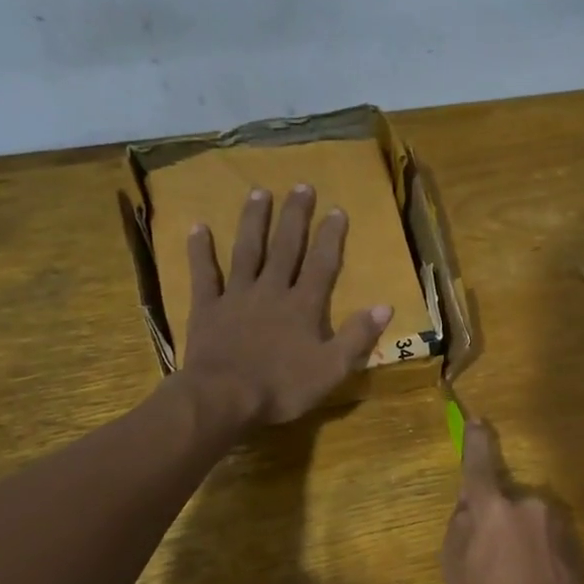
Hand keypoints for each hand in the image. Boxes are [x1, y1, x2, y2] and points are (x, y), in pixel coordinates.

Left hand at [178, 185, 392, 426]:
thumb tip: (385, 305)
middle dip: (295, 217)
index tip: (337, 210)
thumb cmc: (282, 388)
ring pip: (247, 251)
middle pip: (285, 248)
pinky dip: (200, 250)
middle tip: (301, 186)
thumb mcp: (332, 369)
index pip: (322, 265)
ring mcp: (237, 296)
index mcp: (303, 307)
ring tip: (258, 192)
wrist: (225, 398)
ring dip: (253, 221)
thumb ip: (357, 336)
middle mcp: (272, 291)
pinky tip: (198, 227)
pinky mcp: (207, 308)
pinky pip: (204, 274)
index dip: (331, 237)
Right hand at [442, 420, 583, 583]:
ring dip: (519, 536)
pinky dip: (538, 550)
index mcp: (493, 506)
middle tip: (490, 560)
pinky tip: (536, 582)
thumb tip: (469, 506)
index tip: (477, 421)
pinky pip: (546, 535)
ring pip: (527, 518)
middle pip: (504, 499)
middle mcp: (528, 502)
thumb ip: (460, 527)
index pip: (480, 463)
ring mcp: (557, 520)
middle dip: (496, 518)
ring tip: (516, 579)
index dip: (476, 441)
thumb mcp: (456, 569)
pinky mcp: (576, 539)